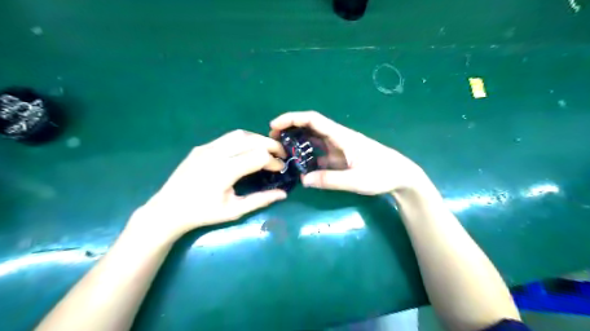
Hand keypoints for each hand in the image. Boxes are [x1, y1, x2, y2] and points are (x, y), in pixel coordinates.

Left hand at [129, 131, 289, 241]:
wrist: (168, 209)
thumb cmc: (203, 213)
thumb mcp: (234, 211)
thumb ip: (261, 200)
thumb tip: (283, 194)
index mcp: (225, 171)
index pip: (259, 156)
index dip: (274, 161)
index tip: (280, 169)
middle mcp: (217, 153)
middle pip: (252, 140)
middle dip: (271, 145)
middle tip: (281, 154)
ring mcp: (207, 147)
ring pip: (240, 134)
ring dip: (257, 139)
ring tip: (267, 149)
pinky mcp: (202, 147)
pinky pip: (227, 138)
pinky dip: (244, 140)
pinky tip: (247, 150)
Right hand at [269, 111, 426, 195]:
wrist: (401, 176)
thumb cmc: (382, 174)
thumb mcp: (356, 180)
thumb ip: (330, 180)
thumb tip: (303, 180)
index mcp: (342, 136)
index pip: (314, 120)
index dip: (292, 119)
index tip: (274, 126)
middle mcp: (338, 138)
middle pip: (310, 127)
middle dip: (290, 130)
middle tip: (272, 140)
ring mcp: (339, 148)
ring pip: (314, 140)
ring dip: (297, 143)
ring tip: (281, 153)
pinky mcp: (341, 158)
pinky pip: (319, 154)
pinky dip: (307, 157)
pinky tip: (299, 166)